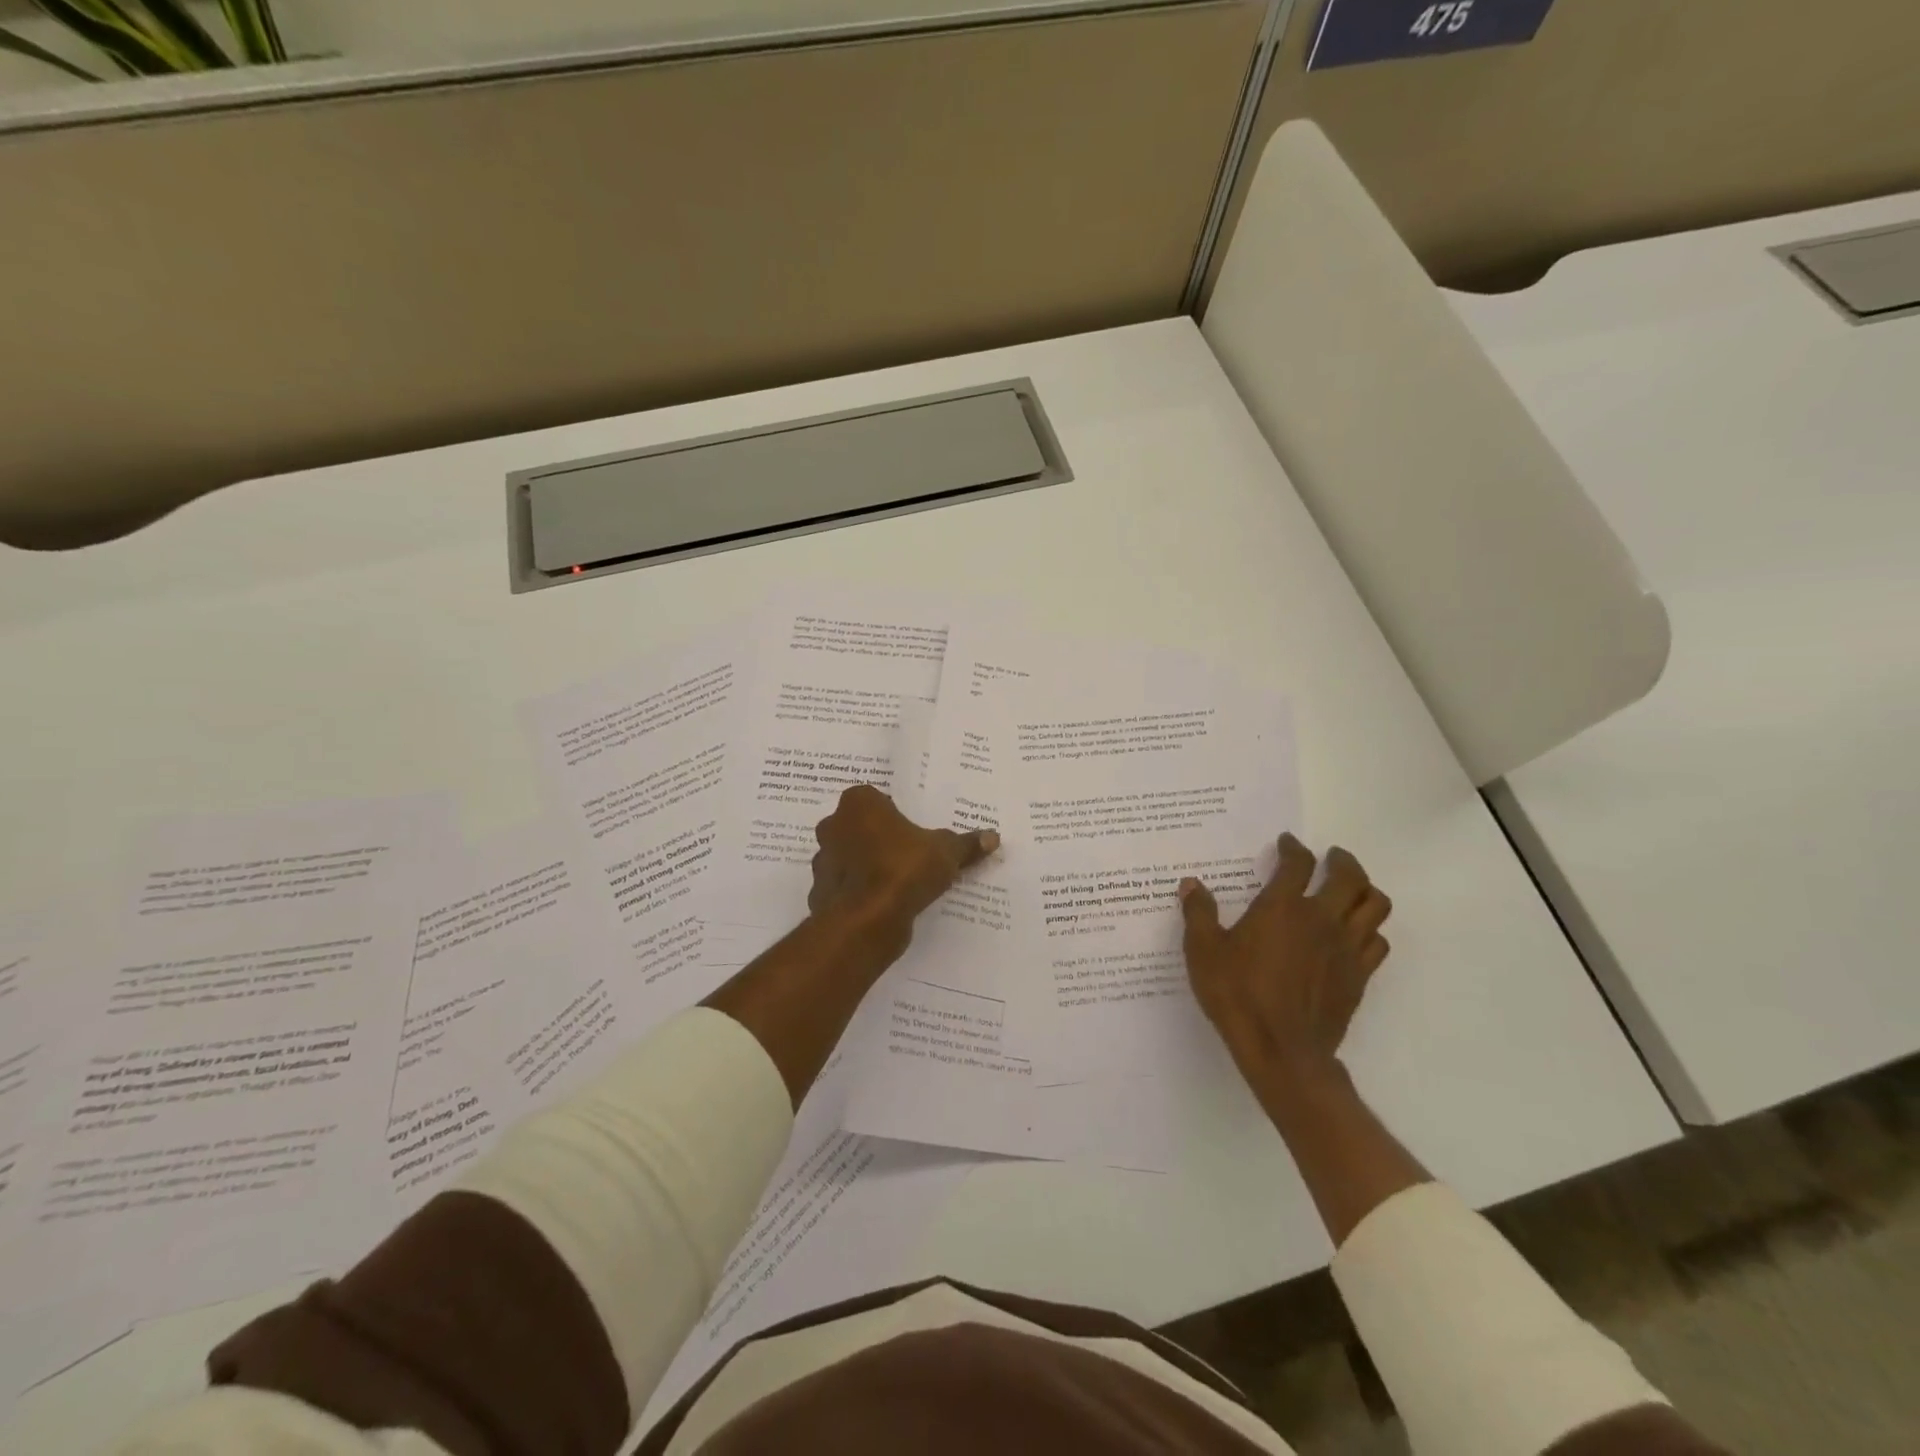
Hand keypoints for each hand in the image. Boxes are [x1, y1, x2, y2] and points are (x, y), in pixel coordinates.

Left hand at [808, 784, 998, 957]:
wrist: (866, 920)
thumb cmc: (904, 869)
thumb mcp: (945, 853)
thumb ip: (966, 844)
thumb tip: (993, 837)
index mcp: (858, 803)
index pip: (877, 800)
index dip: (896, 815)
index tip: (914, 831)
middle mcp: (833, 825)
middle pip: (860, 827)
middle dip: (879, 838)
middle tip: (909, 853)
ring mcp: (822, 860)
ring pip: (850, 857)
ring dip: (867, 866)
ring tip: (898, 882)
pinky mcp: (820, 892)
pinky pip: (845, 887)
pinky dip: (860, 893)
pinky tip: (883, 904)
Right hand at [1178, 834, 1391, 1099]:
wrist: (1282, 1051)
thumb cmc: (1238, 996)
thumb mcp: (1203, 951)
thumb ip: (1199, 914)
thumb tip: (1191, 884)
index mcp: (1283, 908)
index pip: (1297, 863)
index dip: (1293, 848)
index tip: (1287, 842)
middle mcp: (1321, 919)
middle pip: (1350, 877)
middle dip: (1342, 861)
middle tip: (1330, 857)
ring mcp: (1346, 948)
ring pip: (1375, 906)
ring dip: (1366, 890)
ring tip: (1351, 889)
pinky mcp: (1359, 976)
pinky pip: (1378, 942)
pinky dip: (1370, 930)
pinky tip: (1355, 934)